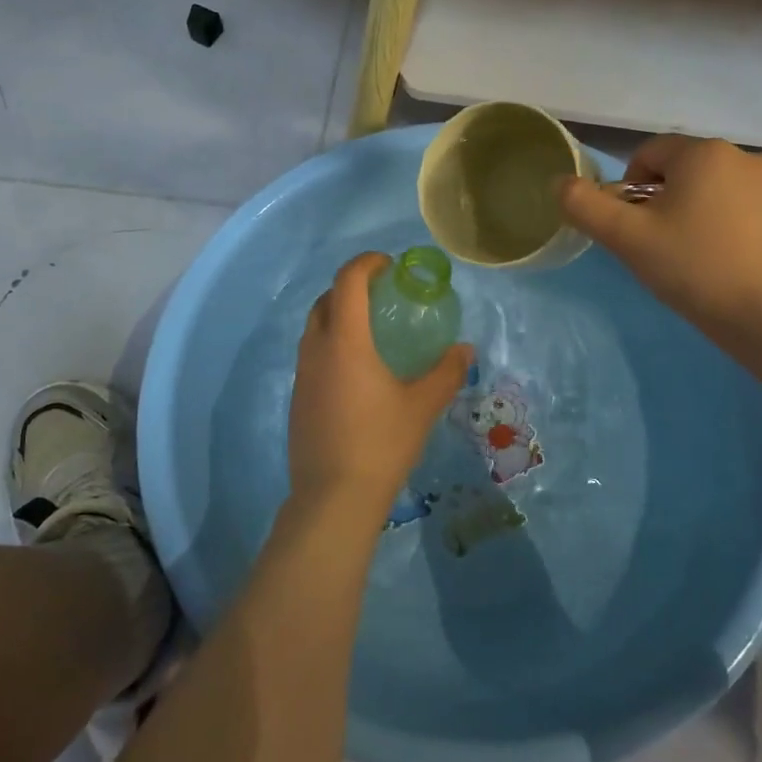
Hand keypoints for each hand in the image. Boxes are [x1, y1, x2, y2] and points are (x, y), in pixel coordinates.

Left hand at [288, 253, 472, 526]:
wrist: (333, 497)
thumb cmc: (381, 444)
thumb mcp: (422, 406)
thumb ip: (446, 372)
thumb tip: (465, 349)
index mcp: (345, 341)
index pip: (348, 281)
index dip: (366, 263)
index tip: (389, 265)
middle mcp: (316, 350)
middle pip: (326, 300)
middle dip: (350, 287)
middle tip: (381, 295)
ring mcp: (301, 375)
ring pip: (314, 328)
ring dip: (338, 316)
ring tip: (370, 331)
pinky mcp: (297, 399)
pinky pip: (311, 355)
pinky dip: (331, 345)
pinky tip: (356, 372)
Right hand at [558, 136, 761, 345]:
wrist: (759, 313)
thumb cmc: (689, 266)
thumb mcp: (625, 236)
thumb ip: (584, 204)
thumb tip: (559, 183)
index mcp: (702, 151)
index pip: (647, 154)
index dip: (630, 189)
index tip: (634, 227)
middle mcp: (741, 153)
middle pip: (679, 167)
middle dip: (662, 197)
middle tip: (658, 242)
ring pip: (709, 181)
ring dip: (692, 203)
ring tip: (690, 247)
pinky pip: (741, 194)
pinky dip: (726, 209)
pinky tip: (723, 240)